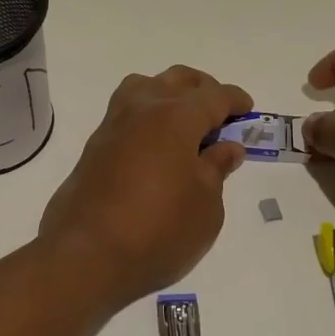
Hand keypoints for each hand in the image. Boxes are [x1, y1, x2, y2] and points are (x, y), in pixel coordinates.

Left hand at [39, 66, 251, 308]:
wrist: (87, 255)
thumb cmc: (159, 230)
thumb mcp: (206, 205)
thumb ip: (217, 169)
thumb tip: (226, 147)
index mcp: (175, 117)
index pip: (212, 96)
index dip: (234, 100)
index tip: (247, 109)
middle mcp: (141, 110)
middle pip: (176, 80)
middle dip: (202, 89)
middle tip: (219, 112)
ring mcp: (112, 126)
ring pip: (144, 87)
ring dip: (168, 93)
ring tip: (184, 121)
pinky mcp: (94, 147)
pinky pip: (126, 112)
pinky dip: (146, 115)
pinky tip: (156, 143)